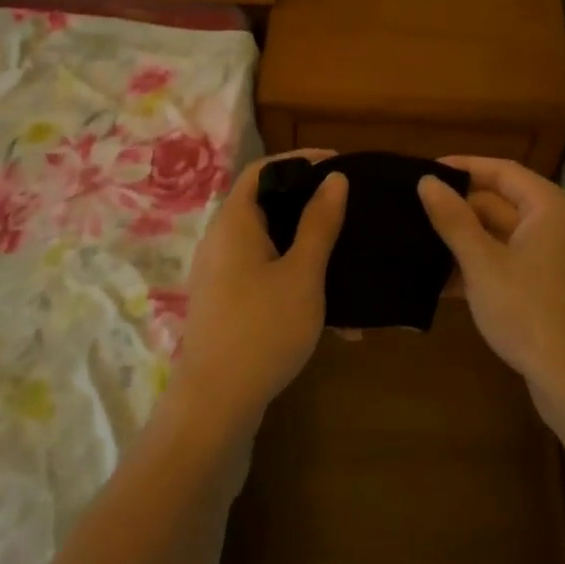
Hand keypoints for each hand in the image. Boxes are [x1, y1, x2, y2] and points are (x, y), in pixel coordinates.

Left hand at [164, 150, 347, 439]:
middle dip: (309, 205)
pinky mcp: (226, 301)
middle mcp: (221, 239)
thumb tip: (334, 178)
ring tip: (346, 259)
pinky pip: (264, 273)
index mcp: (235, 222)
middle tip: (348, 207)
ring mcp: (220, 272)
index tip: (338, 163)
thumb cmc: (263, 328)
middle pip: (266, 204)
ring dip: (307, 248)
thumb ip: (319, 223)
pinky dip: (294, 277)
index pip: (263, 170)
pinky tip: (332, 312)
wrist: (216, 402)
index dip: (300, 161)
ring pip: (269, 243)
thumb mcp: (303, 273)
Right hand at [418, 157, 564, 419]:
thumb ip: (453, 220)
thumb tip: (427, 181)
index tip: (424, 170)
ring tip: (418, 244)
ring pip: (503, 237)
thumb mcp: (483, 263)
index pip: (502, 171)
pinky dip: (481, 268)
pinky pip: (511, 263)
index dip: (463, 167)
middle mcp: (559, 226)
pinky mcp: (552, 289)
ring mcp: (558, 259)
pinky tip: (442, 283)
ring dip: (465, 242)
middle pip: (502, 203)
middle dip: (459, 209)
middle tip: (413, 210)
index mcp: (550, 208)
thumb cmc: (530, 312)